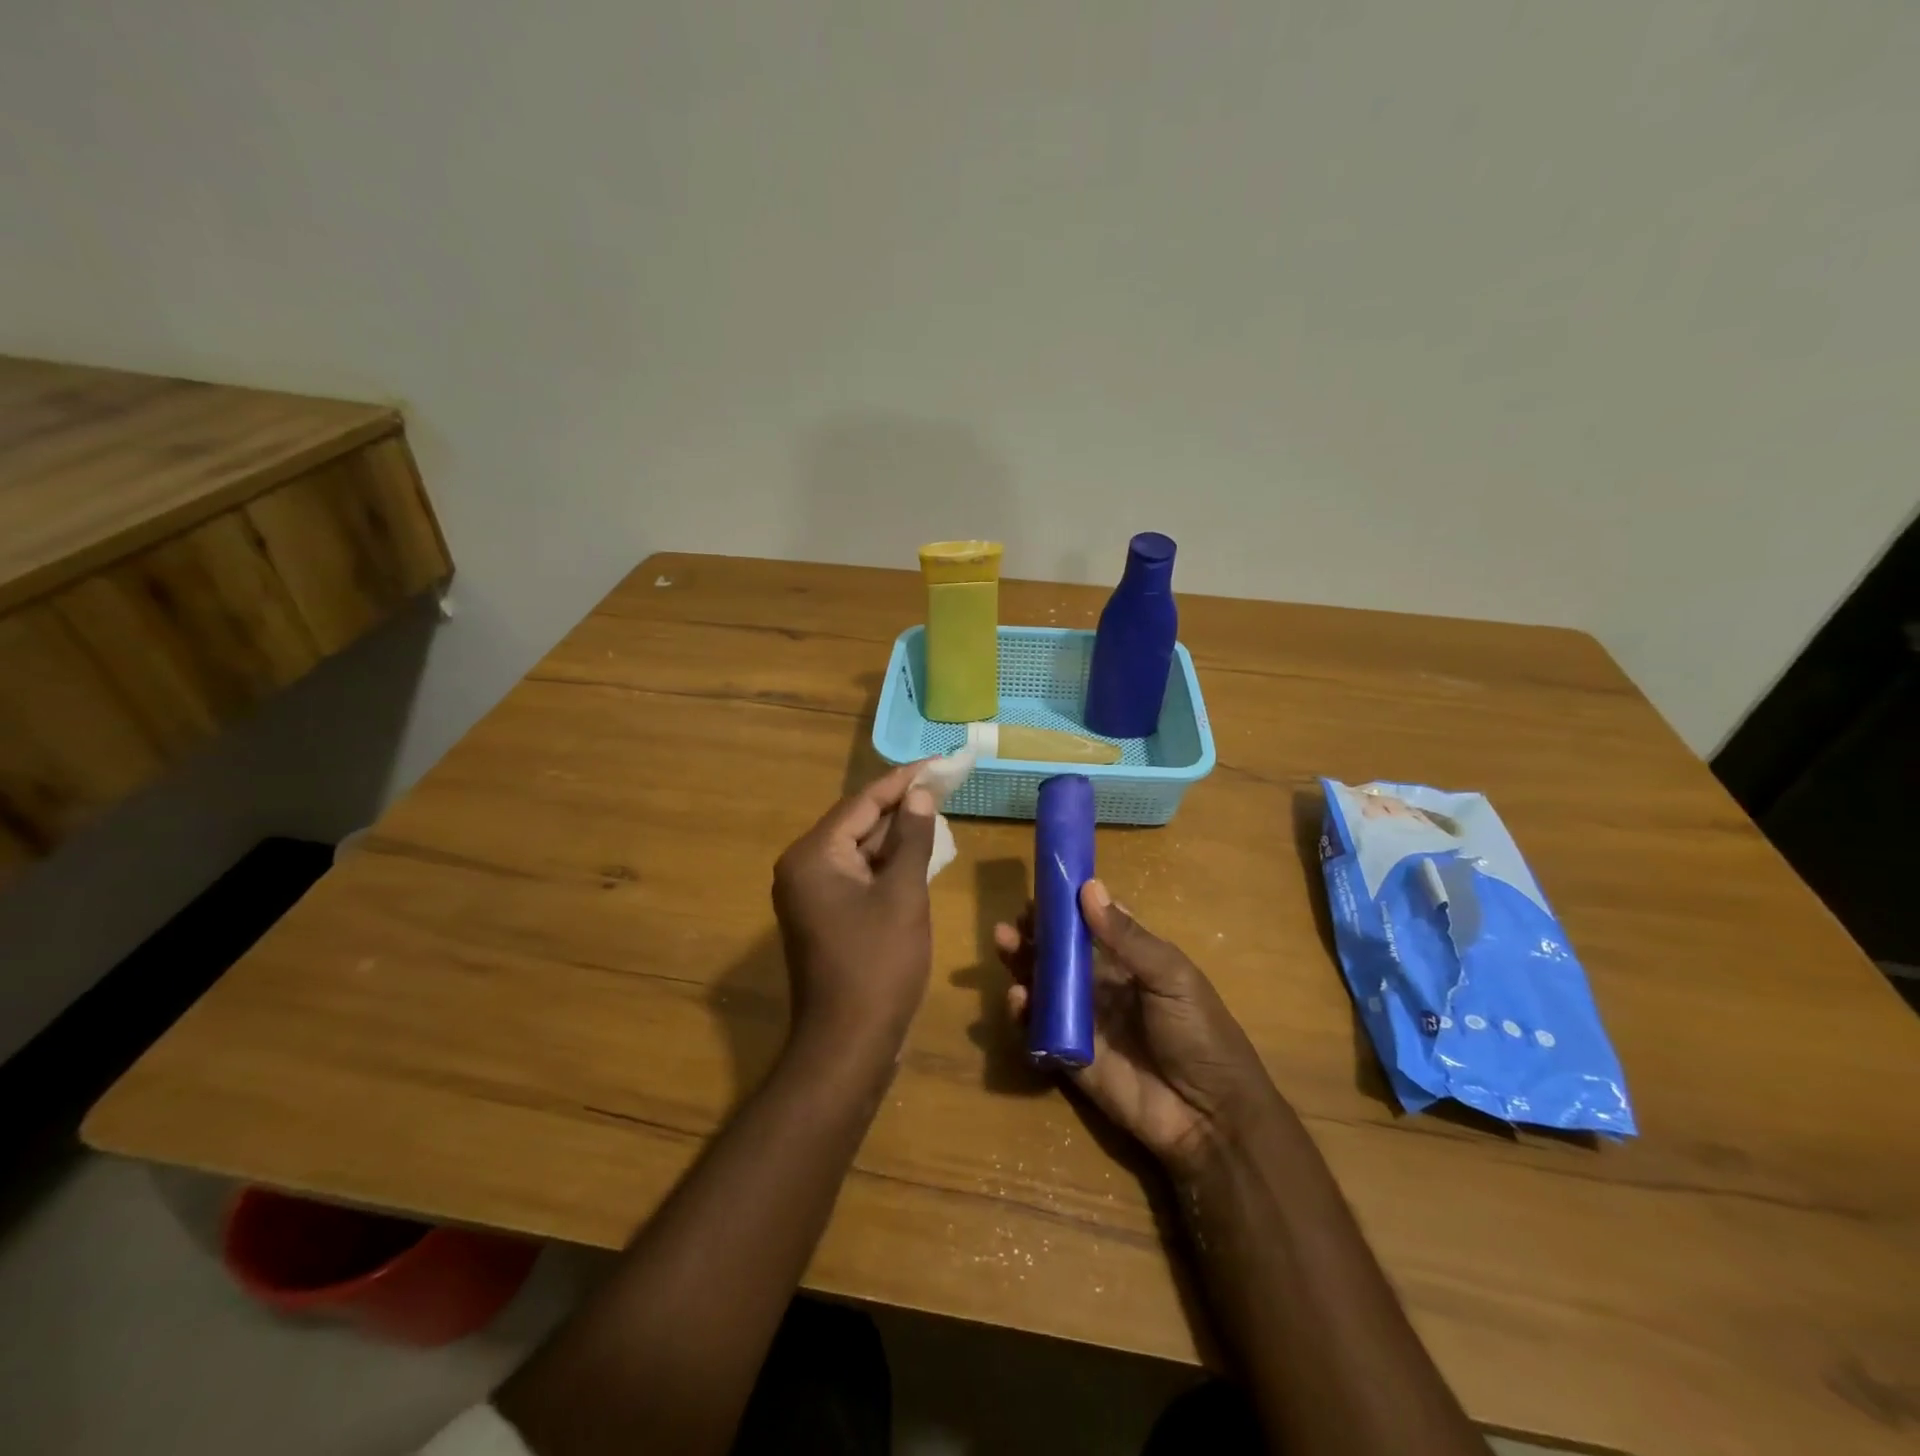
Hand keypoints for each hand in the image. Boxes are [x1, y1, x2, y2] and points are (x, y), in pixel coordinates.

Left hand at [773, 763, 938, 1056]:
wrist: (849, 1044)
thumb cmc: (878, 964)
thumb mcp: (903, 895)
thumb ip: (912, 839)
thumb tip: (920, 795)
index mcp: (813, 855)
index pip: (862, 803)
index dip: (902, 781)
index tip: (936, 763)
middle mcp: (804, 868)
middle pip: (858, 824)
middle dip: (901, 806)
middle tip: (943, 784)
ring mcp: (812, 895)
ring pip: (860, 851)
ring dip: (897, 835)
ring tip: (939, 810)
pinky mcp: (826, 916)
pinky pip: (859, 876)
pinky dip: (888, 864)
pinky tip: (920, 853)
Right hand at [996, 881, 1281, 1177]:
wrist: (1210, 1115)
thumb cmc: (1199, 1033)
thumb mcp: (1171, 976)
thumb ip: (1126, 937)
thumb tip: (1089, 887)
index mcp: (1129, 962)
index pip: (1090, 925)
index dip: (1065, 908)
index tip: (1041, 890)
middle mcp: (1102, 986)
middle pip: (1059, 954)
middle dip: (1034, 935)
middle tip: (1011, 921)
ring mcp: (1084, 1021)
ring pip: (1043, 986)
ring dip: (1021, 964)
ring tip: (1004, 945)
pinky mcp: (1070, 1057)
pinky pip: (1039, 1031)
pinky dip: (1023, 1013)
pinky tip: (1018, 998)